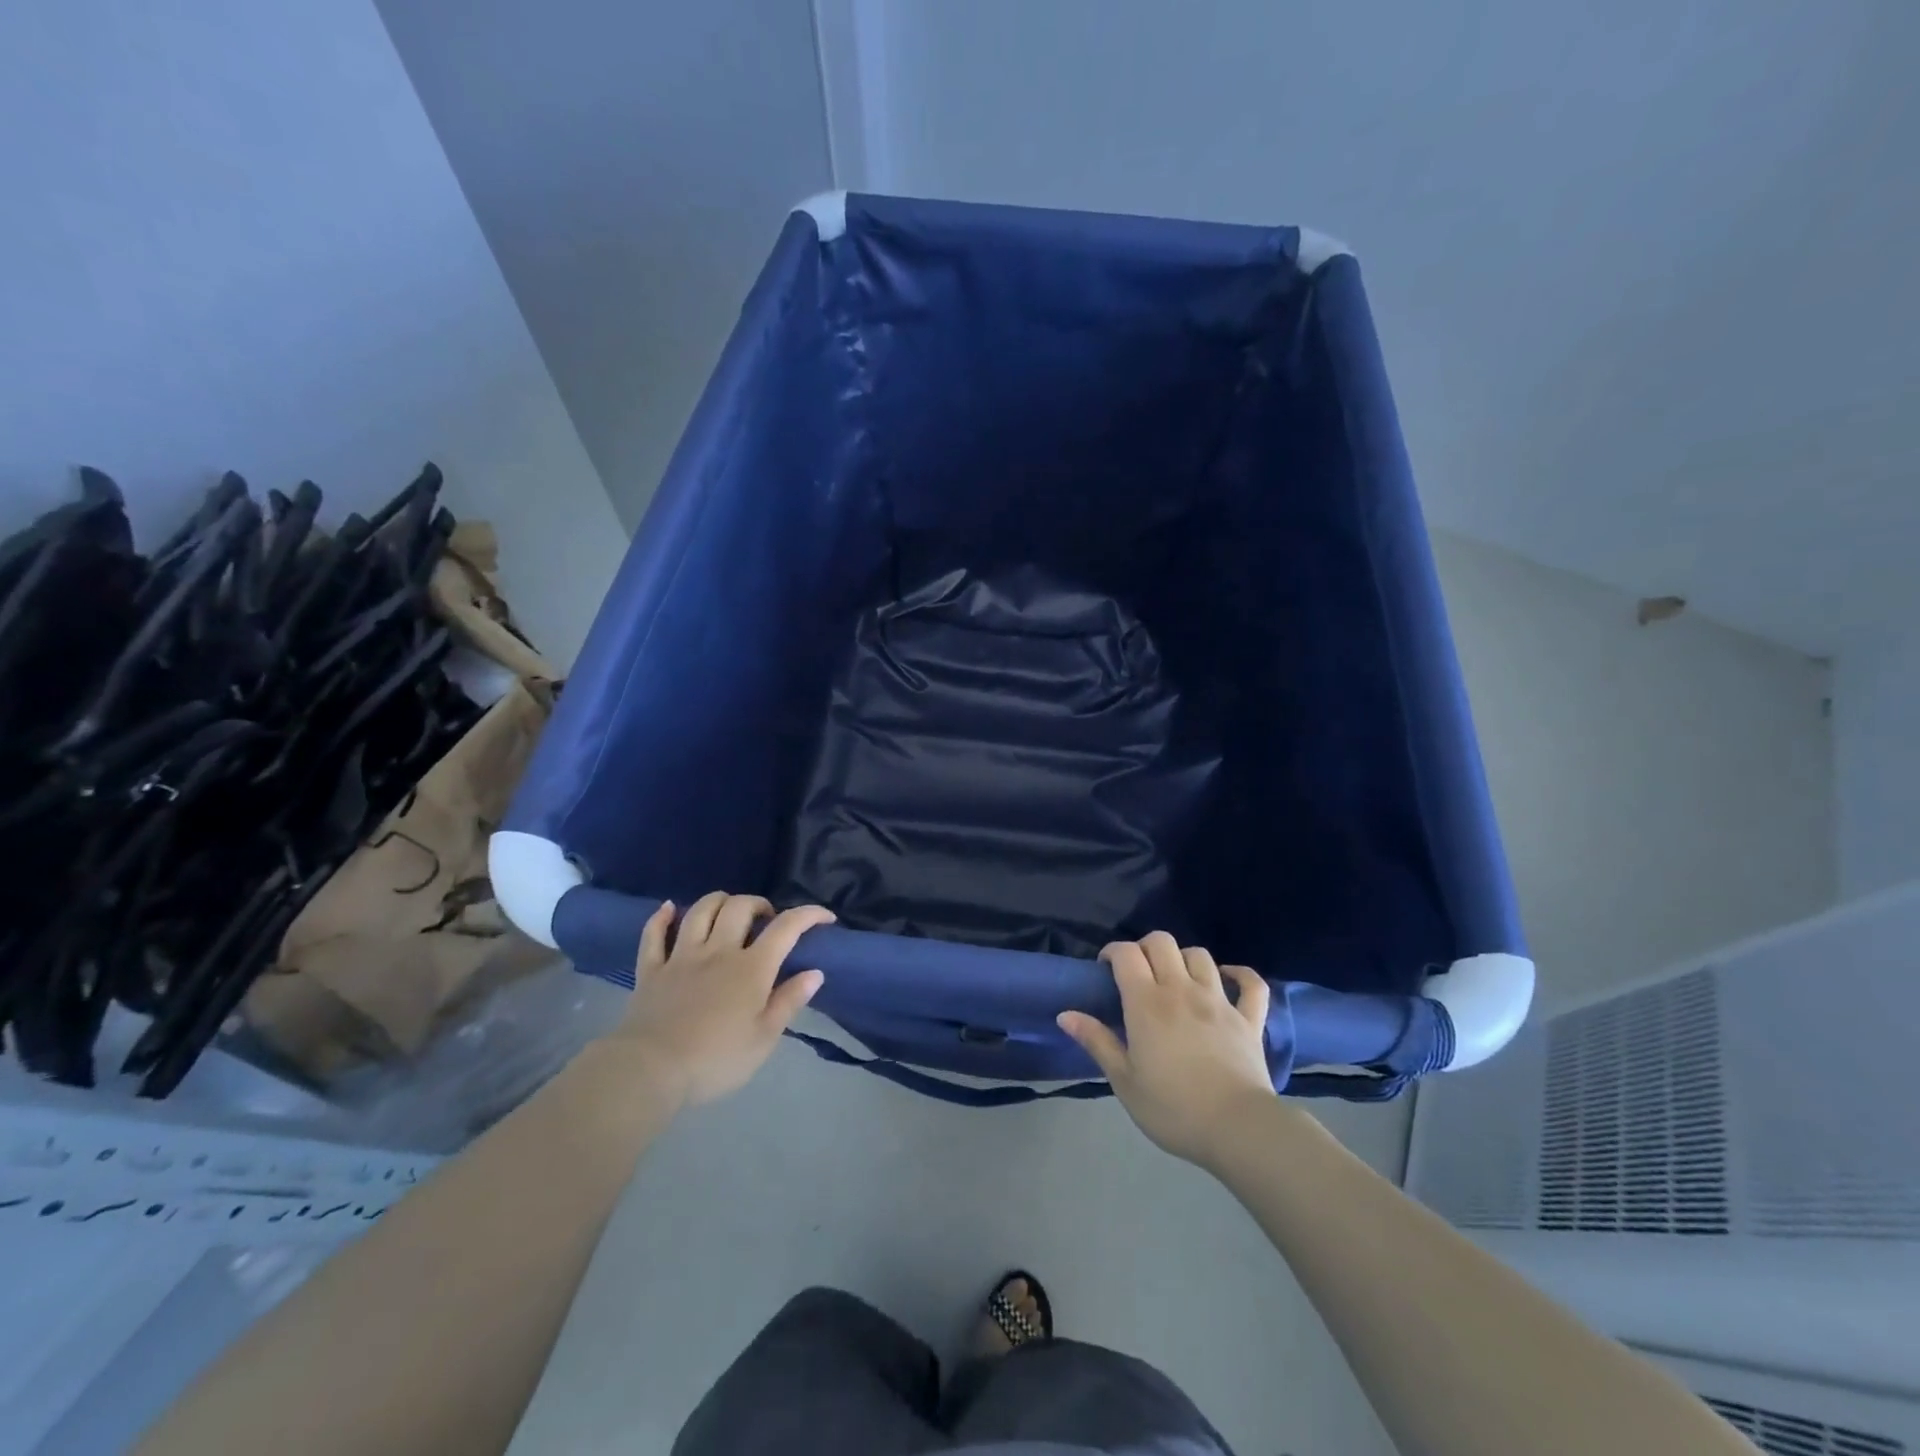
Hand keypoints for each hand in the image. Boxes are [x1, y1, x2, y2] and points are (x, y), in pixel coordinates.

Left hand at [606, 892, 833, 1108]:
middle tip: (767, 920)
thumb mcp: (764, 1039)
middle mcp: (718, 951)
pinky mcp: (651, 970)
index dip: (808, 915)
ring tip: (729, 911)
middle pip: (739, 908)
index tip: (825, 917)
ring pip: (700, 911)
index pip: (786, 928)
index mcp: (751, 968)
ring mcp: (681, 957)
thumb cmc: (716, 1059)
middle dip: (759, 904)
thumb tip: (815, 972)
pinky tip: (669, 908)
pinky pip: (654, 934)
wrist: (650, 1071)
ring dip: (718, 902)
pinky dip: (661, 917)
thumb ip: (789, 1001)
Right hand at [1057, 931, 1275, 1168]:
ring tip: (1176, 980)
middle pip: (1162, 942)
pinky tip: (1228, 978)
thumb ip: (1097, 1042)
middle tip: (1138, 974)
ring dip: (1183, 959)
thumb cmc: (1173, 1108)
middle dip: (1145, 948)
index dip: (1112, 952)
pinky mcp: (1249, 1018)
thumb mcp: (1124, 1081)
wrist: (1238, 1128)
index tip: (1105, 970)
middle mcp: (1182, 990)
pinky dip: (1240, 975)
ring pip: (1200, 955)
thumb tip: (1065, 1014)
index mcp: (1147, 1003)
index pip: (1126, 953)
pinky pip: (1251, 984)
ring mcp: (1219, 1001)